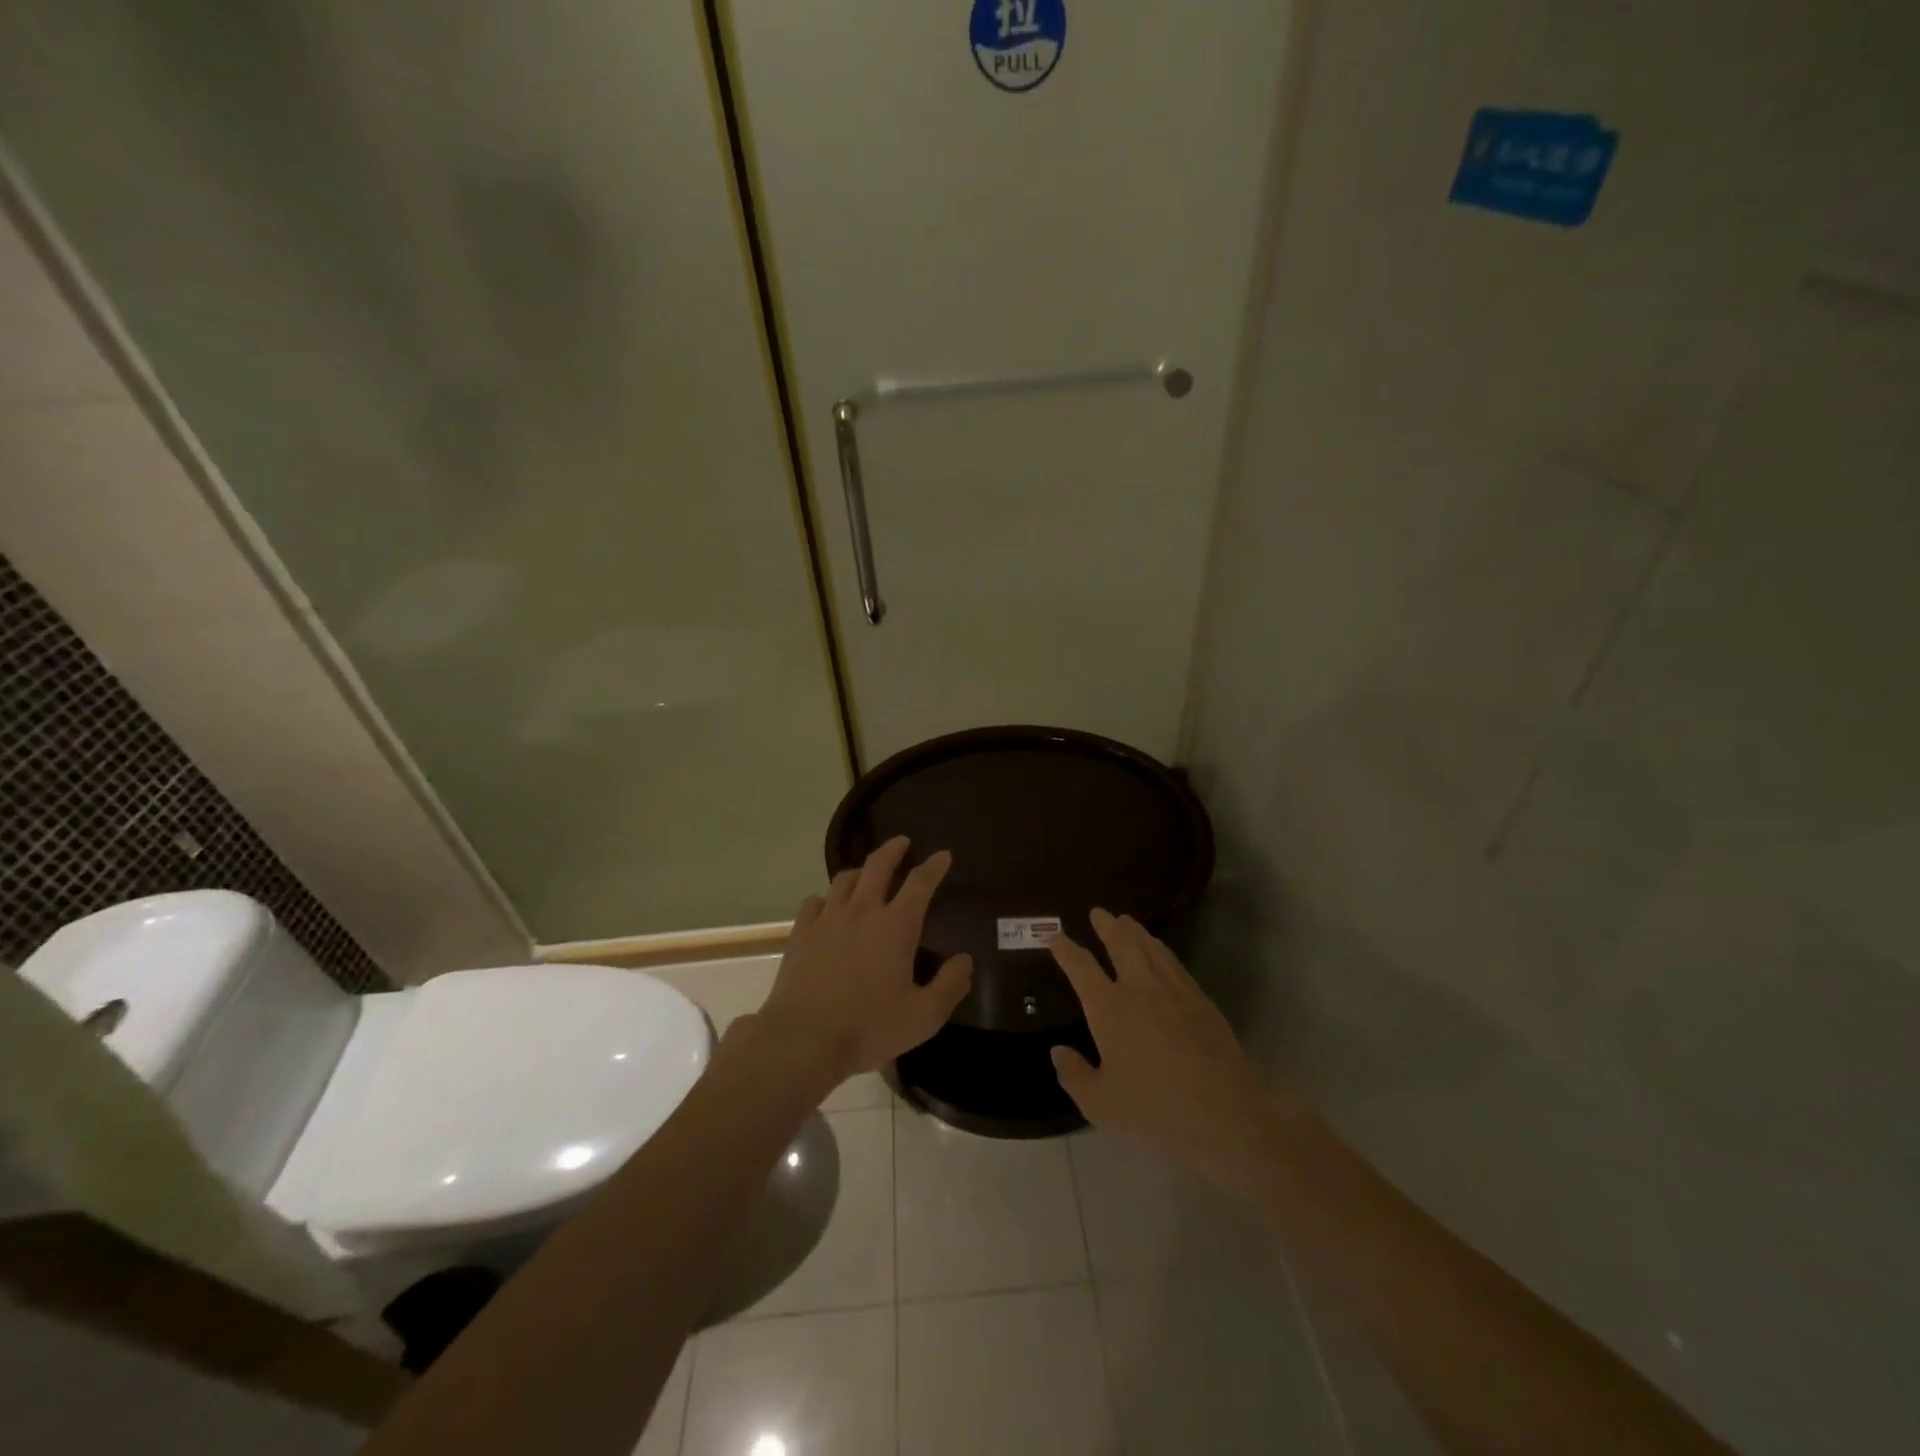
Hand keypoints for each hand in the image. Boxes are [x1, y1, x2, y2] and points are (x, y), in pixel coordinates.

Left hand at [756, 836, 972, 1090]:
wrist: (802, 1039)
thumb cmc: (868, 1027)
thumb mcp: (923, 1016)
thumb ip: (950, 985)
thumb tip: (965, 960)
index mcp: (896, 926)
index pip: (920, 883)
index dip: (934, 866)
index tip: (943, 855)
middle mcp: (862, 912)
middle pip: (878, 865)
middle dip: (893, 849)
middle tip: (902, 841)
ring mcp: (828, 919)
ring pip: (845, 879)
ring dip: (860, 871)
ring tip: (866, 874)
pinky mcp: (801, 933)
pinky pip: (814, 902)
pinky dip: (826, 899)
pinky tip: (828, 907)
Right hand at [1050, 909, 1291, 1196]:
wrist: (1227, 1113)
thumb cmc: (1156, 1109)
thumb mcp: (1102, 1104)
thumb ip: (1075, 1075)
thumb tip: (1058, 1051)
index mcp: (1108, 1007)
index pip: (1080, 967)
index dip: (1065, 949)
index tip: (1055, 936)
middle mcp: (1139, 987)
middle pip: (1120, 943)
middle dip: (1106, 925)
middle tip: (1097, 912)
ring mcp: (1174, 990)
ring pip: (1150, 947)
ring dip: (1135, 931)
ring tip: (1126, 921)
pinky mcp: (1201, 1000)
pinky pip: (1174, 963)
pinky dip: (1161, 950)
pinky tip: (1160, 952)